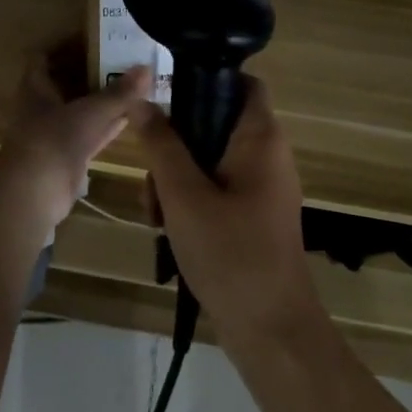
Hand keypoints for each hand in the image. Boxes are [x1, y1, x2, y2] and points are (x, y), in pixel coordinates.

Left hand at [0, 57, 150, 244]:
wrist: (35, 192)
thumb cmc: (54, 139)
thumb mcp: (91, 111)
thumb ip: (119, 93)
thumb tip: (146, 68)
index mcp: (36, 88)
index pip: (43, 59)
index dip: (63, 47)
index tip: (90, 37)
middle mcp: (42, 108)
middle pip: (65, 84)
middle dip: (90, 73)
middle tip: (121, 59)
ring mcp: (55, 134)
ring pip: (81, 110)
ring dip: (101, 101)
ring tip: (132, 85)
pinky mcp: (68, 157)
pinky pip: (91, 134)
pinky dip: (108, 126)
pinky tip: (130, 118)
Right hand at [131, 77, 317, 338]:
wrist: (271, 331)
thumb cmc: (230, 254)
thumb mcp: (184, 195)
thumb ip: (161, 144)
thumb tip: (140, 98)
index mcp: (260, 139)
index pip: (241, 82)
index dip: (204, 79)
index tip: (164, 99)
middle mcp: (266, 156)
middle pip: (213, 124)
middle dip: (175, 146)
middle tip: (152, 179)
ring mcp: (261, 188)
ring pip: (208, 161)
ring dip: (175, 180)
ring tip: (157, 216)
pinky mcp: (252, 216)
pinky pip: (215, 190)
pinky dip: (190, 202)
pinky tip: (169, 232)